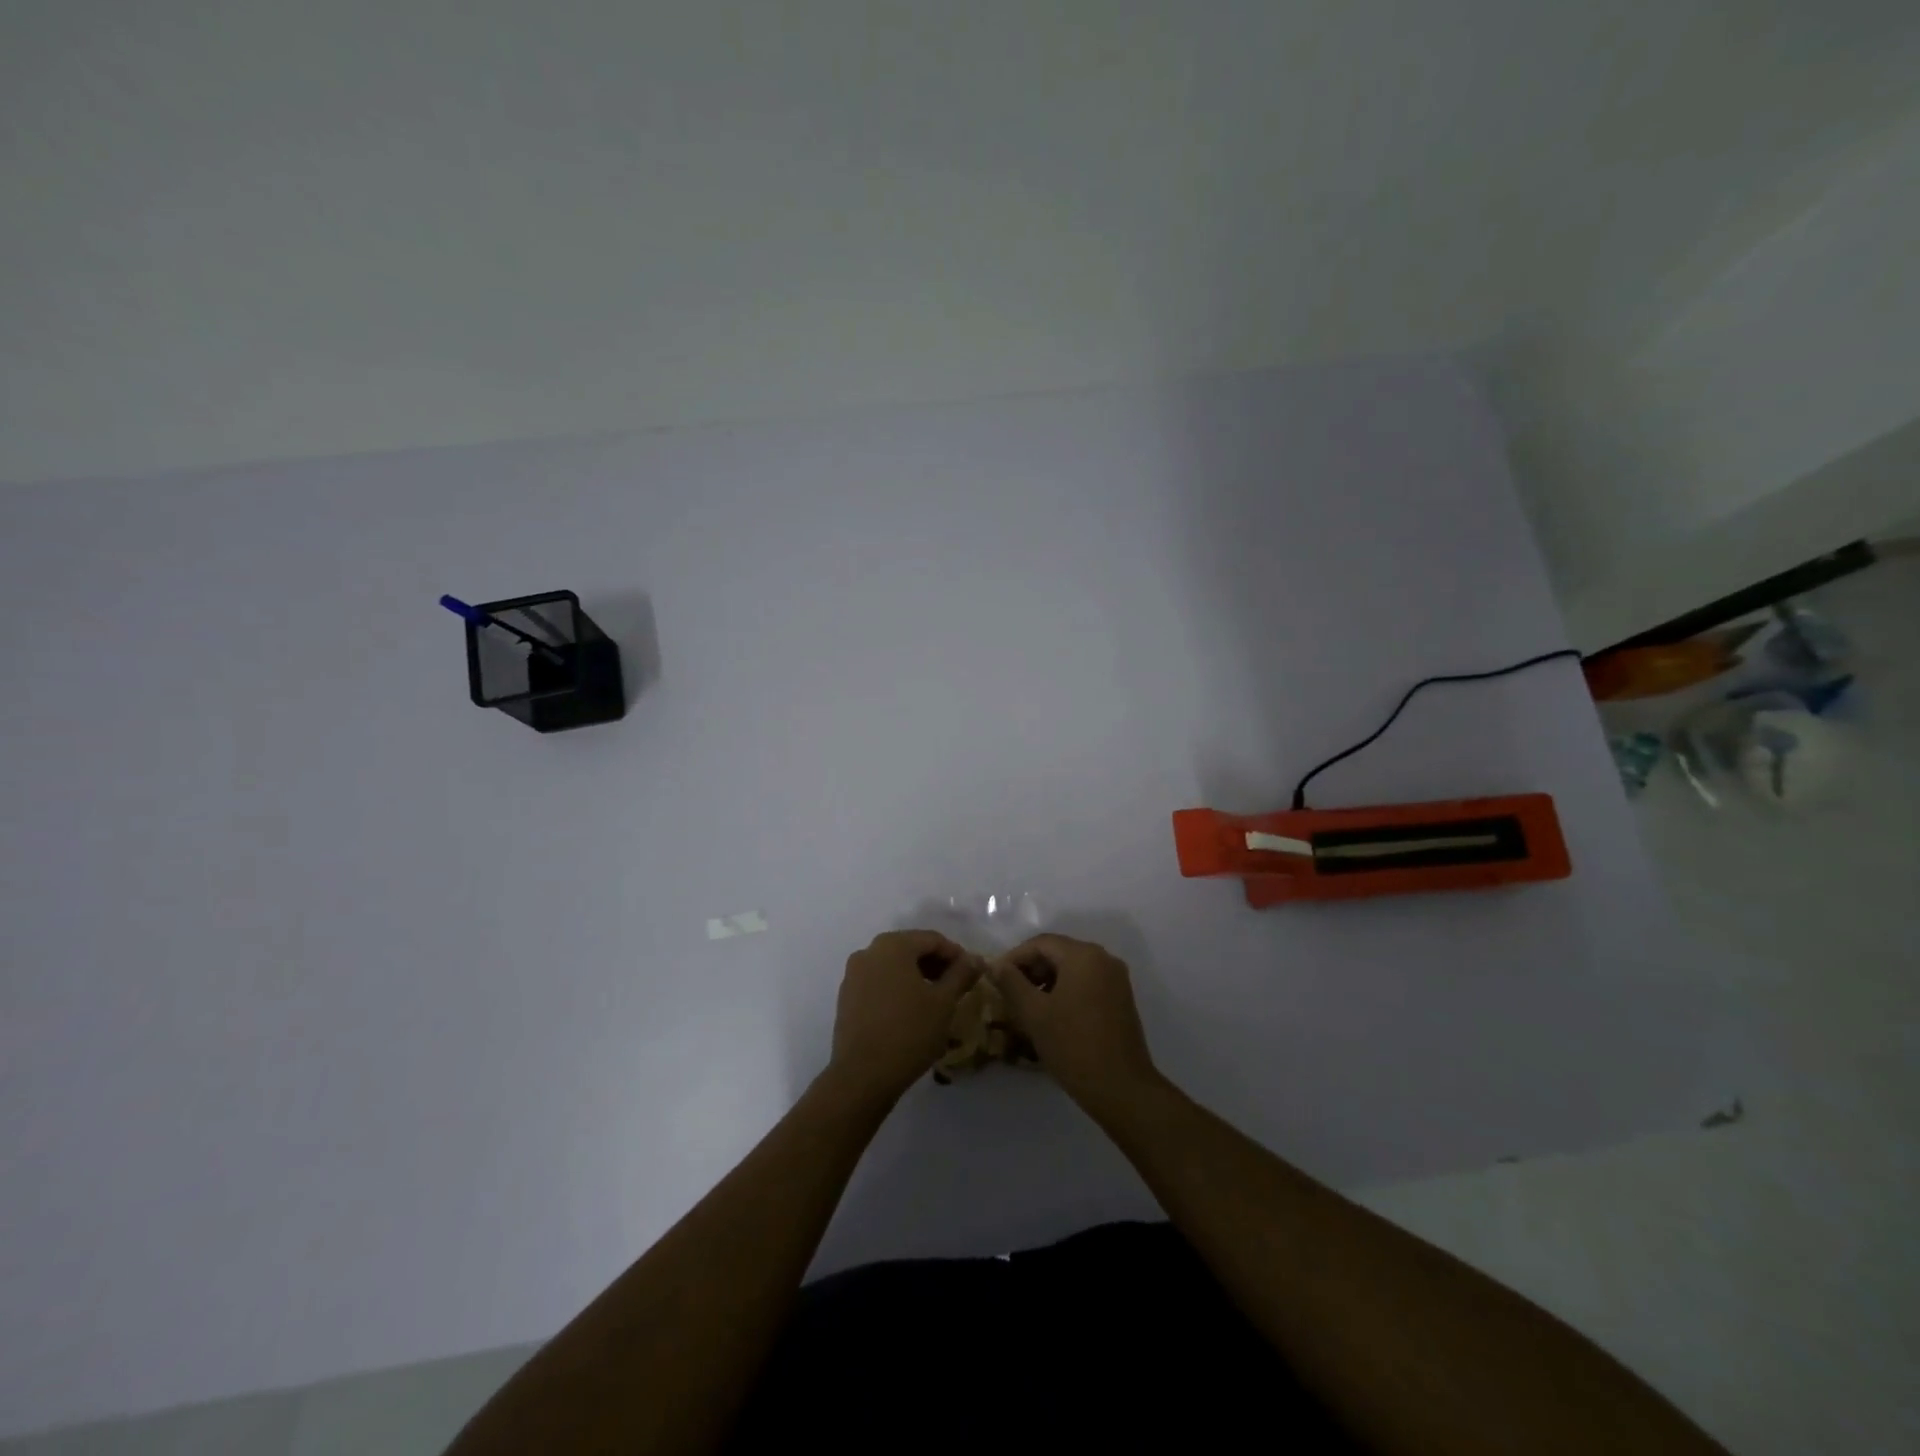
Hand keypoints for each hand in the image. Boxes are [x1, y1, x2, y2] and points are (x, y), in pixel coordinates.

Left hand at [829, 930, 983, 1104]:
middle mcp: (869, 951)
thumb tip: (976, 958)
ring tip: (936, 1000)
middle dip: (935, 965)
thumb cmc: (909, 1032)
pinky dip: (897, 988)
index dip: (956, 954)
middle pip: (910, 949)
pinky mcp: (846, 997)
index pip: (932, 939)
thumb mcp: (944, 1002)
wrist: (862, 1076)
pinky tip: (910, 1011)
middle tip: (956, 986)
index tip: (971, 974)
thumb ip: (961, 974)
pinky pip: (878, 982)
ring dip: (916, 977)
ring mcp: (853, 974)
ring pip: (893, 966)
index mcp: (893, 945)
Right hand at [990, 933, 1160, 1113]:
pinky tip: (1051, 1014)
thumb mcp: (1034, 1014)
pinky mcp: (1121, 998)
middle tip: (1008, 992)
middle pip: (1058, 952)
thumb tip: (996, 964)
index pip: (1041, 943)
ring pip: (1072, 968)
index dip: (1014, 957)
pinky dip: (1065, 990)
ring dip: (1047, 980)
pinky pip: (1087, 982)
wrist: (1121, 1088)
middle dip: (1031, 969)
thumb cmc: (1073, 1046)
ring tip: (1026, 1005)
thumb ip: (1011, 983)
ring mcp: (1116, 979)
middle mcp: (1103, 959)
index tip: (995, 977)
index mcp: (1084, 955)